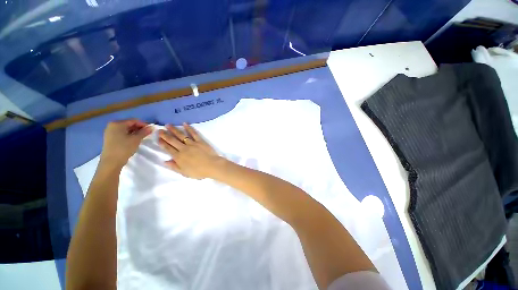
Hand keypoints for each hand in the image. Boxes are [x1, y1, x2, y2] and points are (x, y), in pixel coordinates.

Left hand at [100, 119, 151, 168]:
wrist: (111, 162)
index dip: (144, 124)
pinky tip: (134, 140)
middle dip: (139, 128)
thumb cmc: (124, 148)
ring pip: (126, 129)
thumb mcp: (136, 139)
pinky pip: (122, 133)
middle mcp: (112, 125)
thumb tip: (152, 127)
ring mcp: (110, 132)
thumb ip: (144, 132)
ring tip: (142, 137)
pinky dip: (129, 135)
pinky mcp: (110, 138)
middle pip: (129, 124)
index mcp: (117, 123)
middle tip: (147, 134)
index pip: (134, 120)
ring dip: (135, 132)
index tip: (151, 130)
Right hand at [158, 123, 223, 179]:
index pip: (168, 149)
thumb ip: (174, 166)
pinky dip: (189, 128)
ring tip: (168, 125)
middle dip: (165, 135)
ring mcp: (192, 144)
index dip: (162, 143)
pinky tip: (185, 124)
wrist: (212, 166)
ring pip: (181, 135)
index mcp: (179, 157)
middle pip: (172, 141)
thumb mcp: (184, 173)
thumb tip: (165, 161)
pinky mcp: (200, 141)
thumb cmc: (199, 172)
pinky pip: (193, 134)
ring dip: (174, 130)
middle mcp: (183, 149)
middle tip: (159, 130)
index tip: (158, 138)